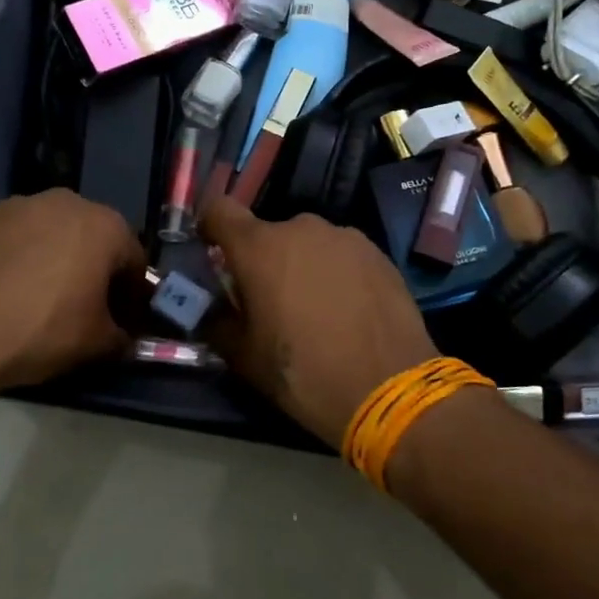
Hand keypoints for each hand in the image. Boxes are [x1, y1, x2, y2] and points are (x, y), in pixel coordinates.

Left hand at [0, 189, 146, 397]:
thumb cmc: (41, 331)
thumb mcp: (96, 344)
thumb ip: (122, 336)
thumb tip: (125, 337)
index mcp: (104, 226)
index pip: (133, 258)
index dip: (131, 292)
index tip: (120, 319)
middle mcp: (66, 202)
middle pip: (92, 237)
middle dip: (92, 268)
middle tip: (82, 307)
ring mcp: (19, 204)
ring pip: (50, 232)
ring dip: (53, 257)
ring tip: (37, 298)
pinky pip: (13, 237)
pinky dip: (16, 256)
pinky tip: (3, 290)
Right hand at [201, 197, 437, 446]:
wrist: (390, 389)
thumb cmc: (305, 373)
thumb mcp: (245, 358)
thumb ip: (217, 323)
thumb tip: (209, 310)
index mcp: (260, 247)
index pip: (219, 209)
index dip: (211, 227)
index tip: (212, 253)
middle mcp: (301, 228)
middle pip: (267, 234)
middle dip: (262, 261)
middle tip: (269, 302)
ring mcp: (344, 236)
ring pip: (307, 244)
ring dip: (301, 265)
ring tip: (315, 309)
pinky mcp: (377, 252)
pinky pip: (341, 254)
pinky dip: (335, 272)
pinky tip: (348, 310)